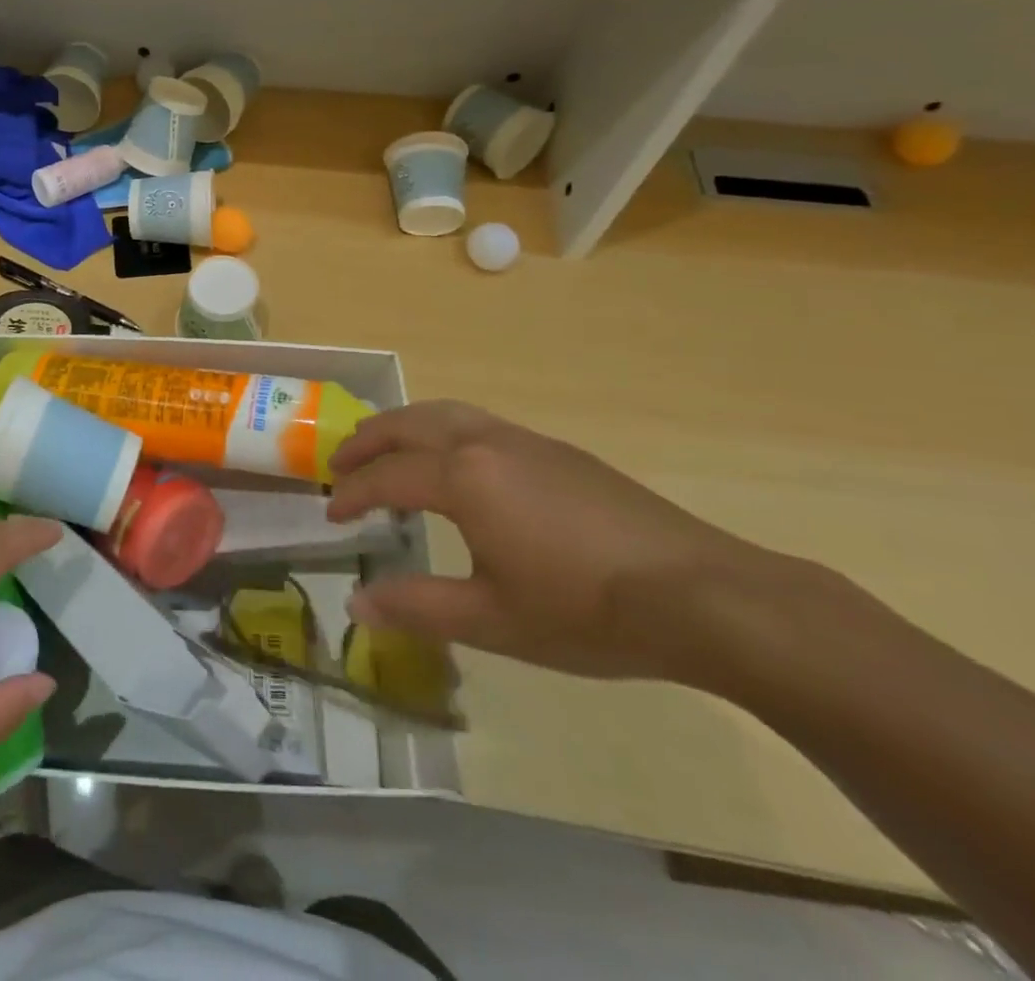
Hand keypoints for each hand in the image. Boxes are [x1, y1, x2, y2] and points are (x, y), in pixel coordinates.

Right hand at [329, 402, 762, 681]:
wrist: (704, 596)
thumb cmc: (588, 611)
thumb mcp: (493, 621)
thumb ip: (417, 606)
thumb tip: (356, 603)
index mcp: (464, 478)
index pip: (387, 477)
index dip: (352, 495)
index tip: (331, 515)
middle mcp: (486, 443)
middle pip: (408, 424)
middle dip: (367, 441)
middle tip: (340, 465)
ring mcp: (526, 440)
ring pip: (445, 413)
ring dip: (403, 426)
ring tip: (385, 450)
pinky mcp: (558, 451)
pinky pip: (479, 423)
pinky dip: (442, 430)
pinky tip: (455, 464)